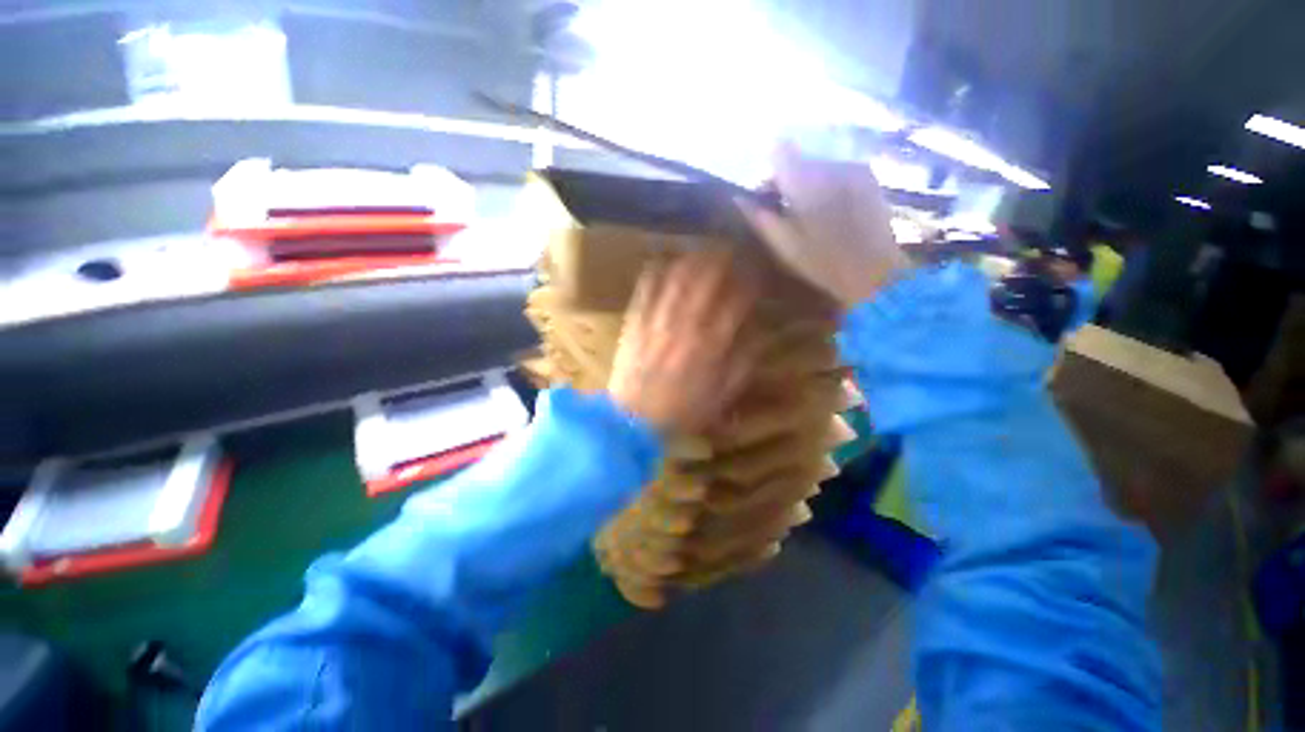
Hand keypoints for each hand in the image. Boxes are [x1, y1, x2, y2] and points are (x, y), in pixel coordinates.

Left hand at [608, 249, 755, 433]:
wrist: (633, 419)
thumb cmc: (681, 411)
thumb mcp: (721, 395)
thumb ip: (741, 364)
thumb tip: (756, 336)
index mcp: (710, 345)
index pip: (735, 302)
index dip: (748, 284)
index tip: (754, 276)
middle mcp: (685, 325)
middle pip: (705, 280)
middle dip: (721, 261)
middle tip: (729, 250)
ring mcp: (657, 320)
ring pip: (676, 278)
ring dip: (691, 259)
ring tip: (701, 250)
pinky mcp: (635, 322)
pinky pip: (645, 289)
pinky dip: (656, 272)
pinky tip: (663, 262)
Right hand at [742, 144, 908, 306]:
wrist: (874, 270)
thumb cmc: (821, 261)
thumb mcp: (783, 244)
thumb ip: (759, 217)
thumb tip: (738, 197)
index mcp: (804, 181)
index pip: (779, 151)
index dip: (770, 172)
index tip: (768, 196)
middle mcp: (829, 165)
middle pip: (800, 158)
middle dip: (789, 179)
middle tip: (787, 210)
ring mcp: (853, 167)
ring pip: (819, 164)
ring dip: (809, 183)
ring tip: (811, 214)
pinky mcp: (868, 176)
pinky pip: (838, 170)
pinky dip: (828, 185)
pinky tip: (833, 211)